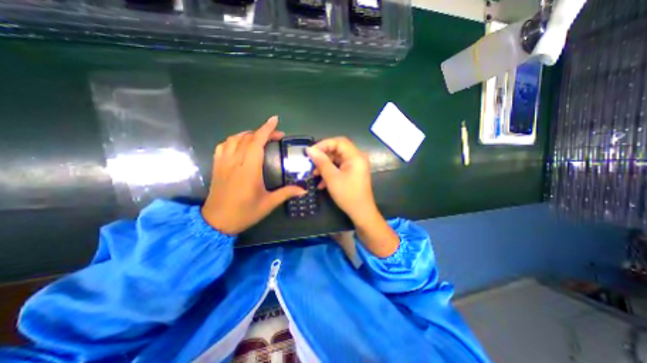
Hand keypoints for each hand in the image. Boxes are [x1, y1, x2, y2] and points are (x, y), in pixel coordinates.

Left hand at [201, 117, 305, 234]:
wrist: (216, 222)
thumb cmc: (244, 213)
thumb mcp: (268, 204)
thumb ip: (286, 193)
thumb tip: (304, 189)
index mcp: (249, 170)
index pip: (256, 142)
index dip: (266, 129)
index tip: (275, 120)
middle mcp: (235, 162)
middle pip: (247, 138)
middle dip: (262, 132)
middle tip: (276, 135)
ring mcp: (223, 163)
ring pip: (234, 139)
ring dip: (248, 134)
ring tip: (259, 137)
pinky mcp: (216, 166)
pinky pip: (223, 145)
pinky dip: (233, 140)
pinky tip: (240, 144)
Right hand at [306, 137, 396, 257]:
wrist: (361, 212)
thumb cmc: (347, 195)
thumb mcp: (332, 178)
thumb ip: (321, 162)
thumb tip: (310, 150)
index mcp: (355, 156)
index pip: (338, 141)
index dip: (323, 144)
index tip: (311, 152)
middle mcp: (357, 158)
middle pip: (337, 150)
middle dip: (323, 157)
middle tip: (311, 163)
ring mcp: (355, 166)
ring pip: (336, 159)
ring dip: (325, 166)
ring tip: (314, 175)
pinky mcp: (352, 172)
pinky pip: (339, 168)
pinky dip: (330, 172)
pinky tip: (322, 183)